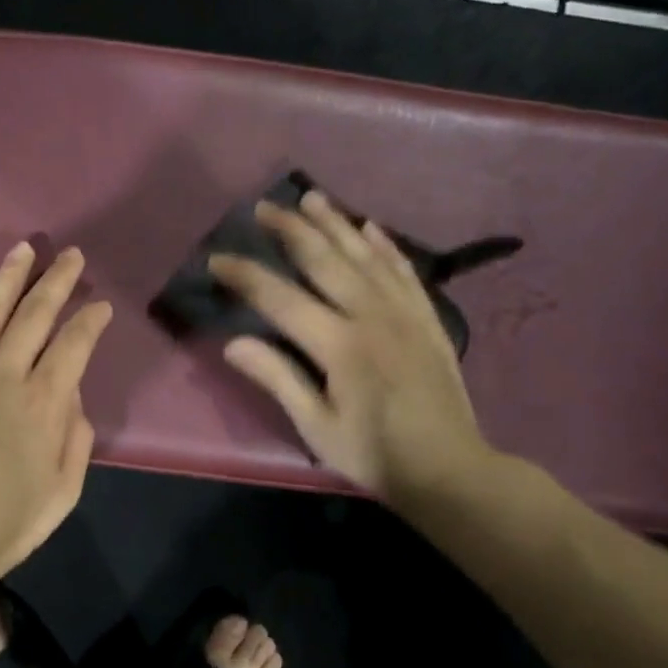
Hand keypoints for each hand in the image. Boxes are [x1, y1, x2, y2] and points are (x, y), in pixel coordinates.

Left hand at [0, 241, 113, 584]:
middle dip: (57, 280)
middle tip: (71, 256)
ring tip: (26, 249)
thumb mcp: (63, 492)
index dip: (91, 318)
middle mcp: (4, 373)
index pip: (75, 342)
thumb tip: (70, 397)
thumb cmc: (3, 524)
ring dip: (11, 276)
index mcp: (43, 401)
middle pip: (35, 312)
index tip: (100, 306)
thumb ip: (75, 437)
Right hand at [209, 189, 493, 508]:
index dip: (245, 276)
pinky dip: (385, 245)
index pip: (280, 298)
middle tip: (263, 207)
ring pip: (364, 255)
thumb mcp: (317, 427)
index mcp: (340, 346)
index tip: (216, 259)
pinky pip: (403, 270)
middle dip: (290, 230)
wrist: (451, 469)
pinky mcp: (427, 317)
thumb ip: (277, 379)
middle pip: (324, 260)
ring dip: (335, 223)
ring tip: (311, 198)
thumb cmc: (375, 454)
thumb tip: (233, 343)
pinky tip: (369, 227)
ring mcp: (404, 312)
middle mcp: (372, 316)